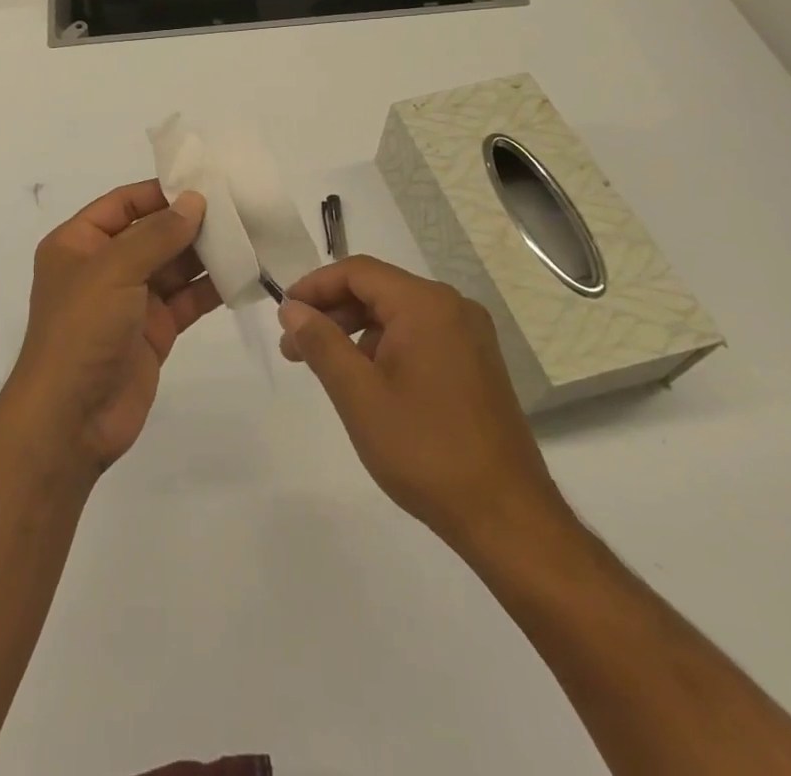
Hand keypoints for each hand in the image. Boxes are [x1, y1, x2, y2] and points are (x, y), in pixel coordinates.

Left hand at [4, 181, 218, 475]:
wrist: (71, 419)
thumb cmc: (81, 330)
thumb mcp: (114, 270)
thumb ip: (157, 234)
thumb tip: (194, 200)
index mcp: (79, 244)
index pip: (123, 204)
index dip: (160, 193)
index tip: (203, 183)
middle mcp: (103, 267)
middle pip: (152, 233)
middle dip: (190, 222)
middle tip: (238, 207)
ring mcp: (130, 301)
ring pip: (173, 266)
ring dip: (206, 253)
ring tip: (248, 235)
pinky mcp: (153, 331)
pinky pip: (186, 300)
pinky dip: (211, 288)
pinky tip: (244, 273)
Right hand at [277, 256, 572, 558]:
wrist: (507, 517)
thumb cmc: (425, 450)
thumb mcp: (358, 394)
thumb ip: (321, 342)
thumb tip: (292, 308)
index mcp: (426, 305)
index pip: (358, 272)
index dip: (314, 286)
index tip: (284, 314)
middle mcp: (452, 308)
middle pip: (378, 289)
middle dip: (331, 312)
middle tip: (294, 346)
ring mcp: (469, 336)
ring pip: (397, 314)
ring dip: (355, 331)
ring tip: (324, 366)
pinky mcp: (476, 364)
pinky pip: (419, 336)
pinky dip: (384, 347)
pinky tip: (365, 381)